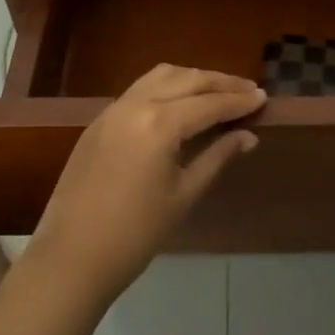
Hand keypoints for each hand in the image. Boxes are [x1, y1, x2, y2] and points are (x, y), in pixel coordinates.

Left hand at [26, 64, 263, 308]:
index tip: (263, 96)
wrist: (71, 259)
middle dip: (220, 82)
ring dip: (192, 78)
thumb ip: (217, 157)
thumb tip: (248, 136)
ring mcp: (113, 109)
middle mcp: (136, 104)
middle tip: (248, 89)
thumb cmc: (135, 234)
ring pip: (161, 76)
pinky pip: (140, 89)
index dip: (239, 100)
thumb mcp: (184, 196)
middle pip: (187, 79)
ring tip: (217, 90)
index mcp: (159, 123)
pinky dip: (166, 86)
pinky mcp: (99, 121)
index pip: (209, 103)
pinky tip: (180, 101)